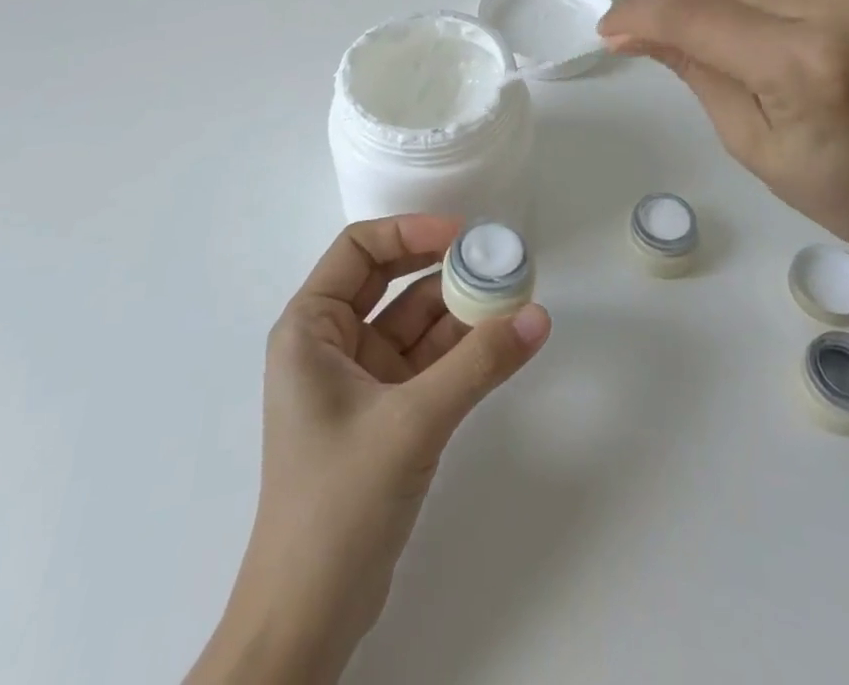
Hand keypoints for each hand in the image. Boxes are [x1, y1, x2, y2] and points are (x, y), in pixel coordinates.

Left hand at [189, 215, 550, 684]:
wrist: (309, 618)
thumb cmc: (339, 503)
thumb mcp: (412, 422)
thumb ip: (478, 365)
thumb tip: (539, 315)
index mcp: (310, 327)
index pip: (359, 249)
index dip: (410, 230)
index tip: (463, 233)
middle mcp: (330, 343)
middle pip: (390, 281)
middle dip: (442, 268)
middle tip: (496, 260)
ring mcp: (358, 380)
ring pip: (414, 323)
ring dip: (459, 310)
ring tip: (512, 295)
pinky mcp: (384, 414)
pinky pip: (426, 362)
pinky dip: (461, 349)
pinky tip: (501, 339)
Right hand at [597, 0, 848, 254]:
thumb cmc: (840, 191)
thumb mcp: (749, 142)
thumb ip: (693, 70)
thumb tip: (632, 30)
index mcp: (804, 65)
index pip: (696, 15)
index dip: (639, 13)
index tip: (608, 28)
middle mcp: (832, 9)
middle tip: (644, 36)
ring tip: (690, 15)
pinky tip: (729, 8)